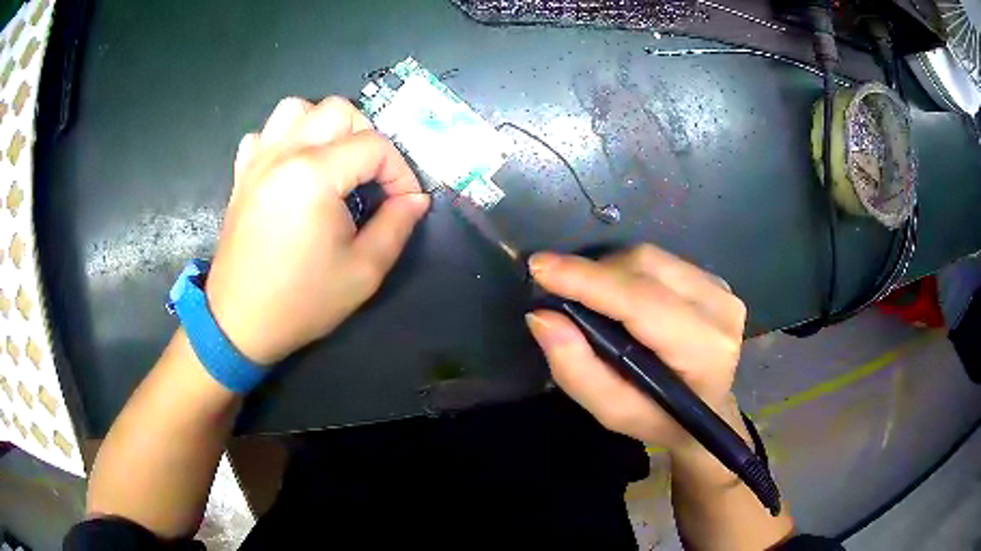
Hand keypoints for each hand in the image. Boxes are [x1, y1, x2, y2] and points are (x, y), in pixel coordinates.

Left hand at [205, 97, 429, 364]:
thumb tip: (415, 199)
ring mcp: (258, 160)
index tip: (404, 202)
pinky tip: (293, 167)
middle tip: (371, 177)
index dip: (400, 171)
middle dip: (367, 137)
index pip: (375, 146)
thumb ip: (397, 226)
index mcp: (315, 175)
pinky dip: (285, 138)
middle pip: (339, 110)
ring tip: (333, 160)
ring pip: (297, 108)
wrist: (240, 323)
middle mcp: (284, 153)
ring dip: (323, 126)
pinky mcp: (242, 174)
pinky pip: (265, 133)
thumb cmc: (302, 301)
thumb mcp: (363, 271)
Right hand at [525, 244, 746, 449]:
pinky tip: (622, 297)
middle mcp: (720, 310)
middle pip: (644, 267)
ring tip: (592, 298)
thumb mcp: (612, 411)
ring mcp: (723, 290)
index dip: (588, 280)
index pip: (640, 301)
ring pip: (651, 257)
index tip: (539, 267)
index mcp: (703, 350)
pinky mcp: (716, 280)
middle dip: (595, 274)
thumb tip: (542, 316)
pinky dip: (630, 272)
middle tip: (561, 292)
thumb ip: (576, 369)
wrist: (708, 409)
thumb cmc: (660, 418)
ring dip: (611, 271)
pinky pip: (661, 261)